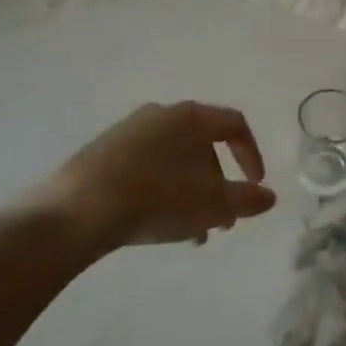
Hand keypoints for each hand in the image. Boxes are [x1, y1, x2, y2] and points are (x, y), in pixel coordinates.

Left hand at [0, 102, 276, 251]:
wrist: (76, 210)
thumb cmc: (157, 199)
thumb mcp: (213, 205)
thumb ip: (247, 199)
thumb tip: (269, 196)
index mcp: (191, 117)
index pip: (235, 125)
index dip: (252, 155)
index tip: (255, 186)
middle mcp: (161, 114)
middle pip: (203, 145)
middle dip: (219, 183)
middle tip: (222, 219)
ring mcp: (128, 130)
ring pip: (174, 159)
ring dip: (191, 191)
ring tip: (191, 231)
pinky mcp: (103, 151)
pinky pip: (146, 165)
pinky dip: (162, 188)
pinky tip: (156, 223)